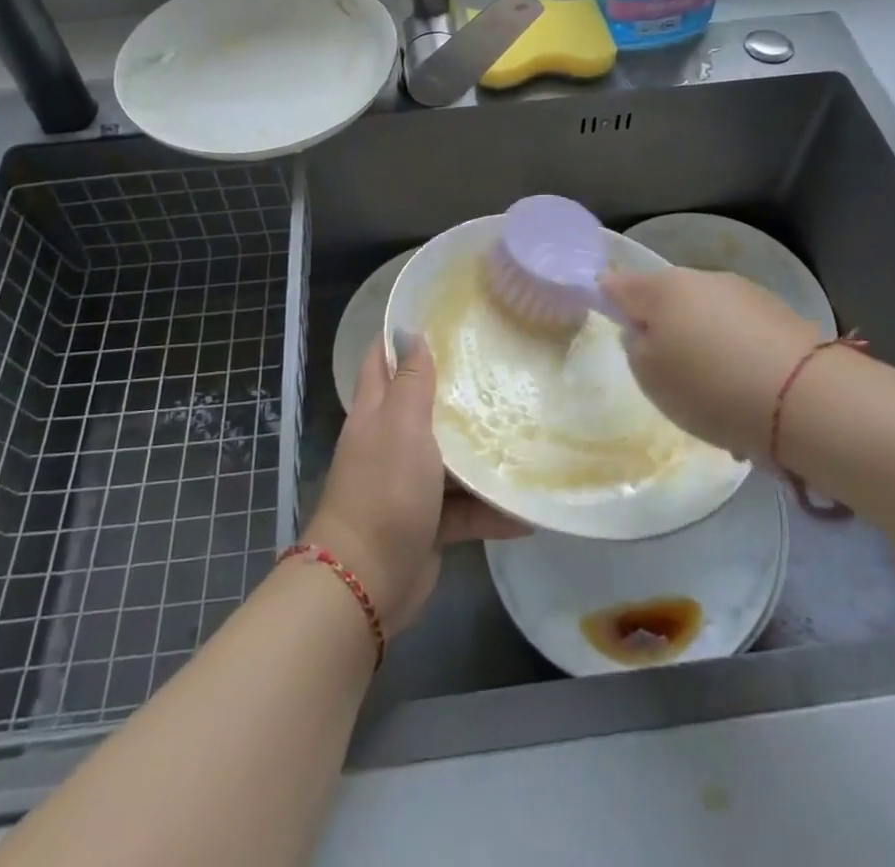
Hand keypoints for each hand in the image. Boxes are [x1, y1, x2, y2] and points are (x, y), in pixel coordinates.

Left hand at [304, 333, 528, 637]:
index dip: (402, 334)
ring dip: (479, 450)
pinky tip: (528, 510)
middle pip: (421, 404)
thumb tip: (411, 333)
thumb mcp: (401, 425)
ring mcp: (408, 482)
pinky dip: (490, 509)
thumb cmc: (384, 489)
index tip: (440, 314)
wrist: (366, 581)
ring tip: (525, 429)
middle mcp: (390, 441)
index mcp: (376, 412)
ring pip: (448, 457)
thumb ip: (410, 382)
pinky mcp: (428, 521)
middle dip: (455, 387)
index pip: (383, 359)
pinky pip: (464, 508)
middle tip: (499, 364)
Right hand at [602, 267, 821, 461]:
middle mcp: (702, 279)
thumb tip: (643, 331)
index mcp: (663, 289)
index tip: (611, 322)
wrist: (804, 399)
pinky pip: (740, 332)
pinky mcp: (779, 314)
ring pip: (706, 316)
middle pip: (667, 299)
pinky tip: (746, 391)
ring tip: (713, 391)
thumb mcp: (650, 377)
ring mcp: (744, 293)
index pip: (619, 285)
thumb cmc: (710, 386)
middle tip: (665, 370)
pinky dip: (735, 354)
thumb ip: (636, 347)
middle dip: (662, 326)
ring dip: (702, 342)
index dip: (608, 300)